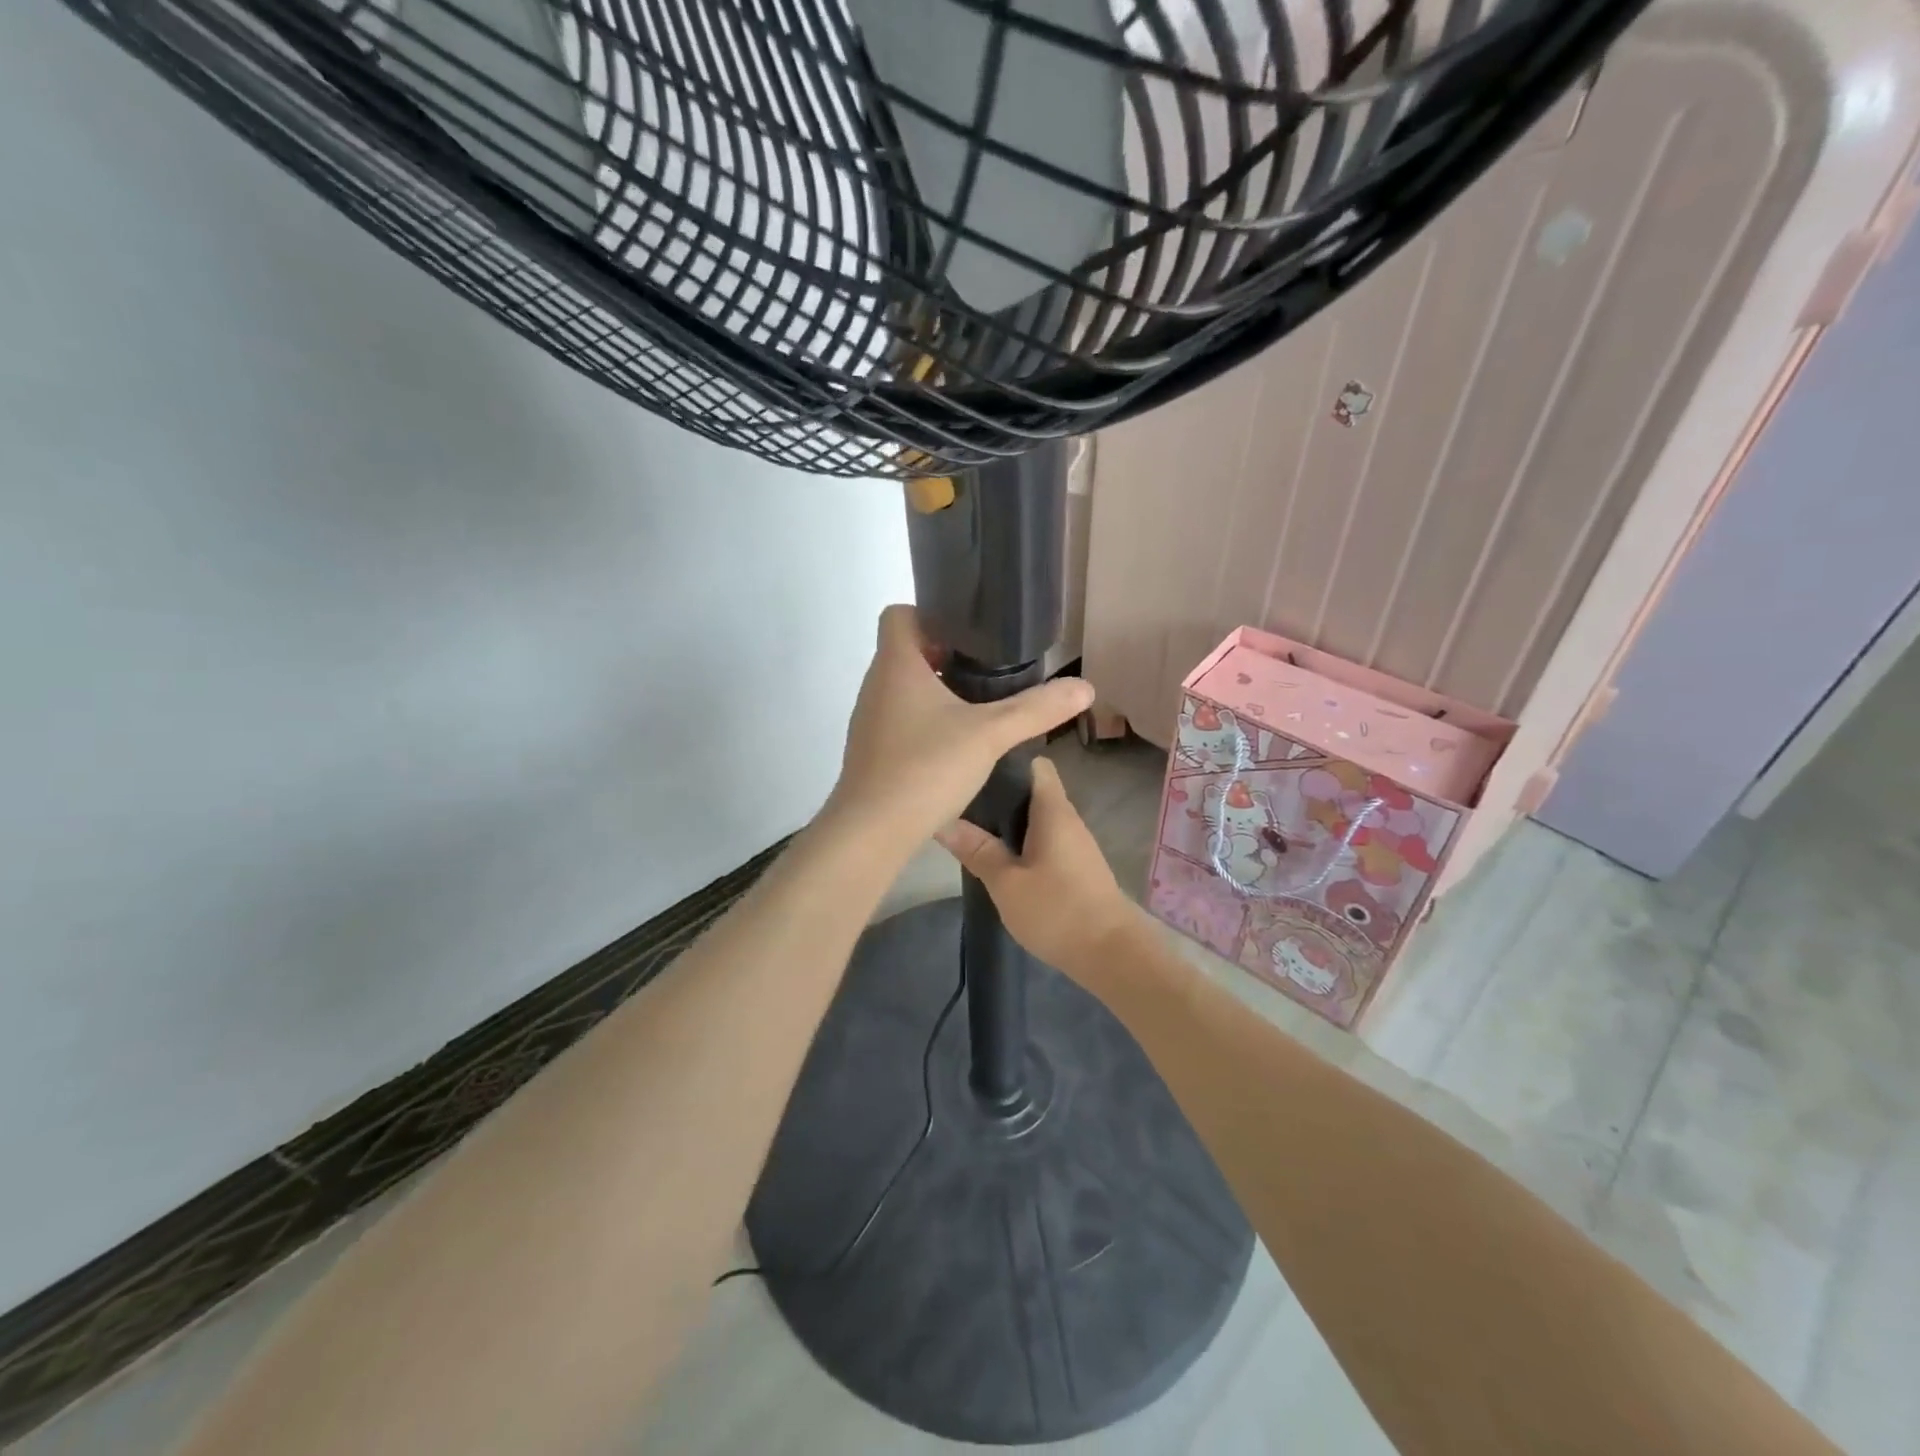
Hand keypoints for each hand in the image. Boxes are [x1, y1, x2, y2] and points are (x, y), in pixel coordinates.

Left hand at [824, 605, 1092, 854]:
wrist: (872, 831)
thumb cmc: (926, 768)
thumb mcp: (990, 734)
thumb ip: (1036, 708)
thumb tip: (1086, 687)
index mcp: (896, 665)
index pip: (899, 614)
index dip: (932, 615)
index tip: (970, 635)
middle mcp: (876, 685)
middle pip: (906, 651)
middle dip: (945, 655)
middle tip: (987, 671)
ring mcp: (869, 720)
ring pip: (902, 688)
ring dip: (936, 691)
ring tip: (977, 707)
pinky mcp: (871, 751)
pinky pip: (899, 720)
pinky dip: (924, 722)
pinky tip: (954, 746)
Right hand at [934, 756, 1139, 975]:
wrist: (1112, 954)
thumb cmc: (1057, 910)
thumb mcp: (1006, 883)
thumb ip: (976, 849)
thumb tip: (942, 820)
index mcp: (1053, 810)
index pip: (1034, 763)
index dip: (1005, 760)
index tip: (973, 768)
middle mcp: (1067, 818)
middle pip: (1031, 790)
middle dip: (998, 793)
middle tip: (960, 800)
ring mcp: (1074, 843)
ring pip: (1036, 817)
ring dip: (1008, 821)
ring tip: (971, 827)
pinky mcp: (1076, 866)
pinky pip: (1044, 839)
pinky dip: (1022, 842)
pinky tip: (999, 857)